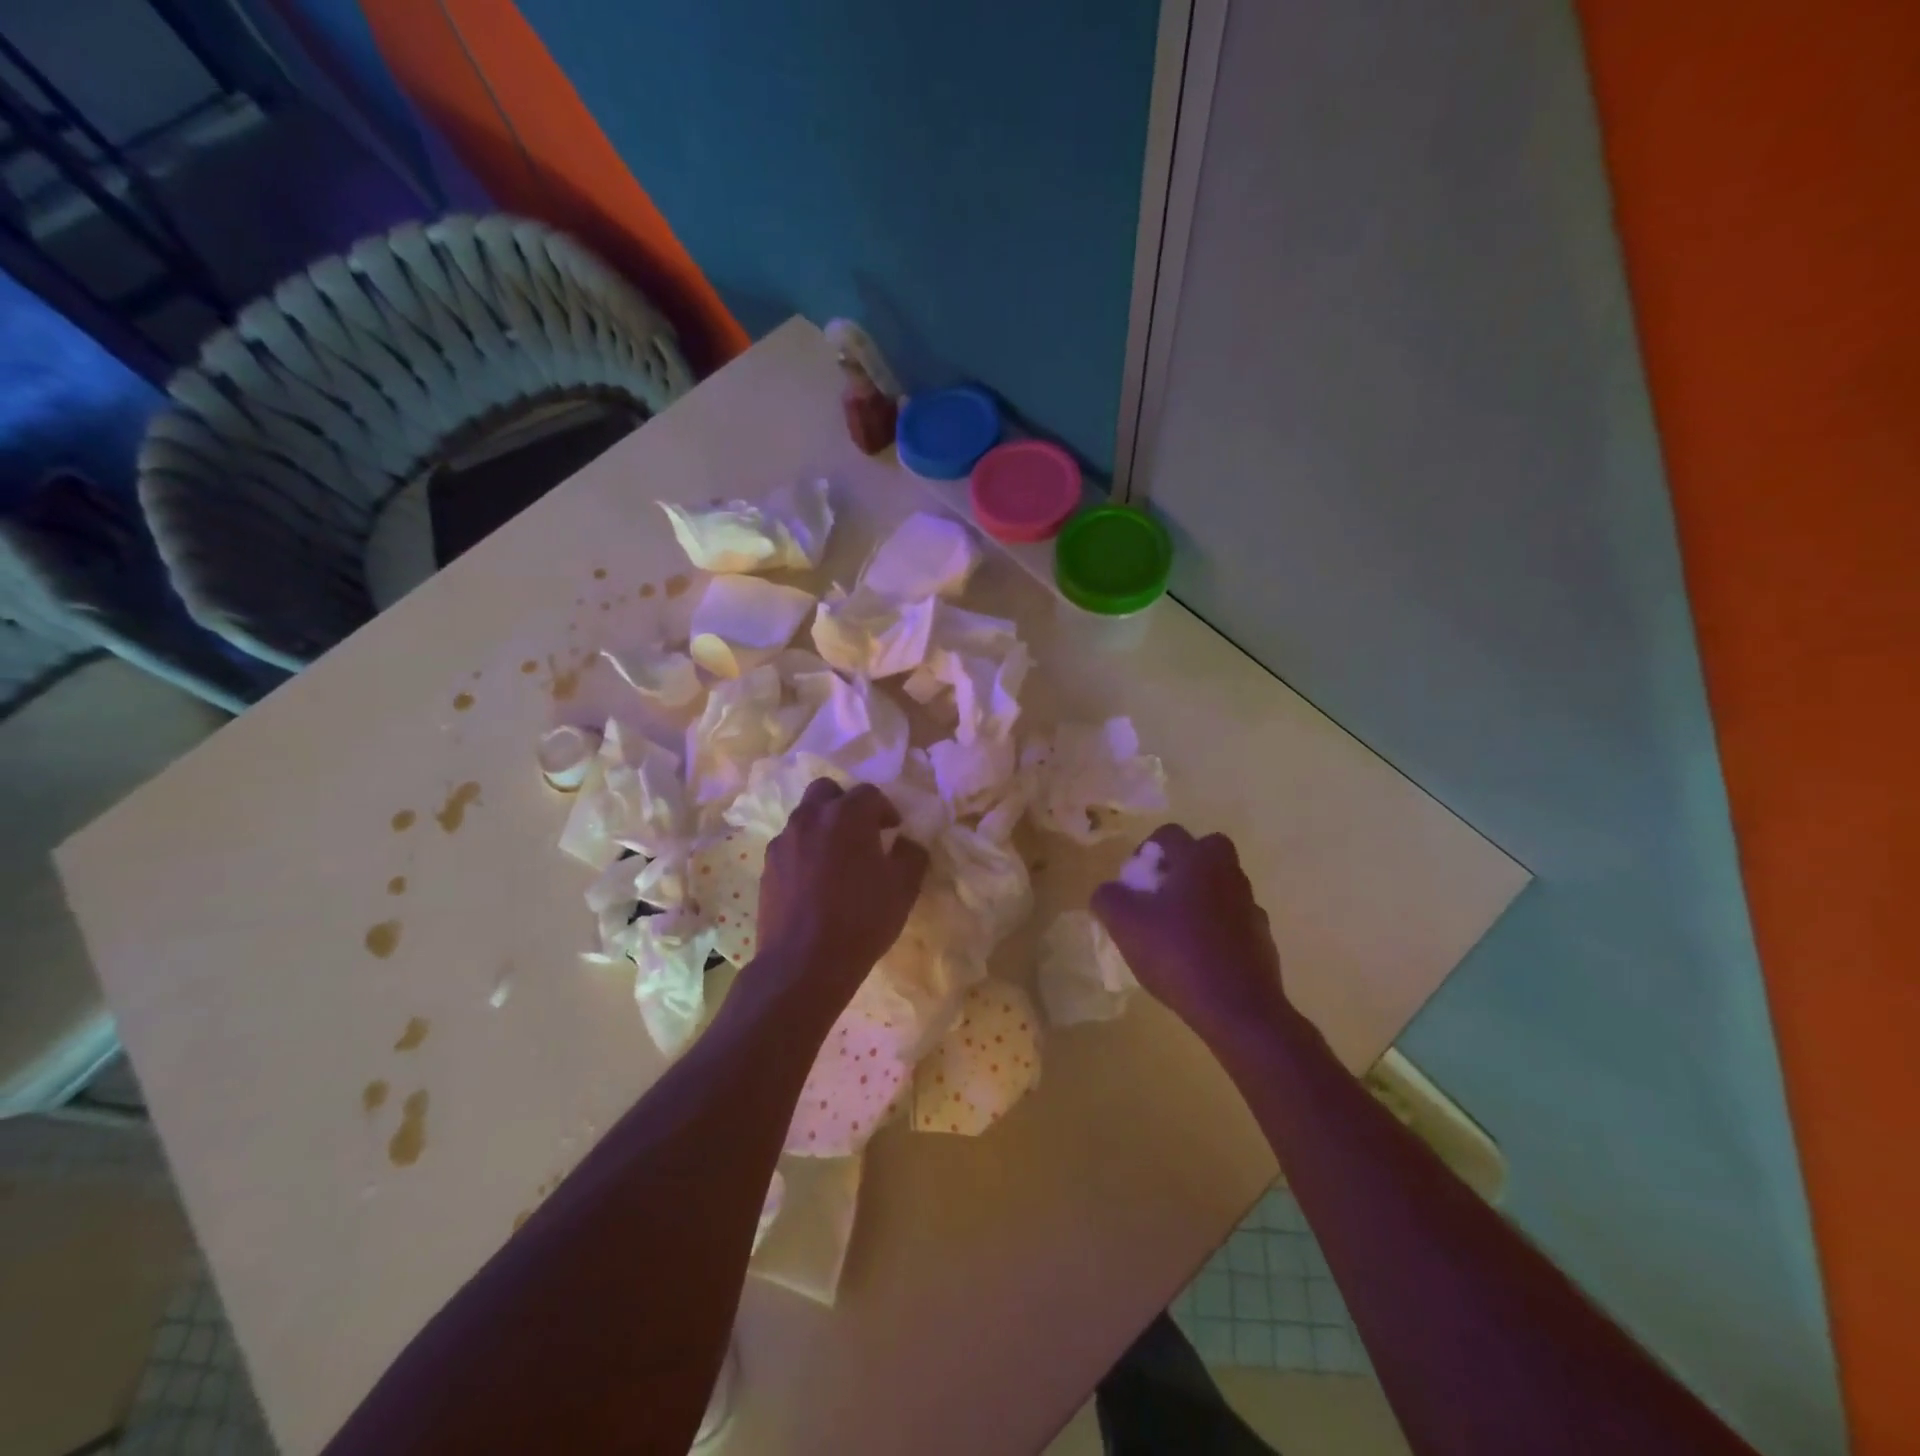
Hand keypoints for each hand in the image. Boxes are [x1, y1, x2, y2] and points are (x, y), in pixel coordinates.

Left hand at [756, 779, 928, 1005]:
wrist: (803, 963)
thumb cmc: (861, 920)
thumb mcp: (904, 888)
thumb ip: (911, 854)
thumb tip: (907, 842)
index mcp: (847, 815)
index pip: (869, 793)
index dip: (885, 809)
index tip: (893, 831)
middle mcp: (811, 818)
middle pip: (827, 791)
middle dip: (845, 804)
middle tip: (861, 832)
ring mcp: (784, 841)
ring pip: (805, 817)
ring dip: (823, 826)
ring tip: (836, 859)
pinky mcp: (767, 866)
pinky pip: (790, 845)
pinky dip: (804, 851)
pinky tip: (815, 881)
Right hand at [1092, 826, 1295, 1048]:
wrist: (1238, 1009)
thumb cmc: (1178, 954)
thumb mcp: (1125, 924)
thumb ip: (1108, 898)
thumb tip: (1109, 892)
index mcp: (1199, 861)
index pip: (1171, 834)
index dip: (1146, 850)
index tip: (1133, 879)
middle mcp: (1229, 875)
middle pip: (1207, 851)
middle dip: (1182, 864)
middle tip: (1159, 893)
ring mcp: (1250, 907)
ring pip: (1222, 886)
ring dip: (1200, 897)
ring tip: (1174, 929)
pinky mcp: (1262, 939)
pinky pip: (1234, 920)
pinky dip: (1217, 928)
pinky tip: (1198, 955)